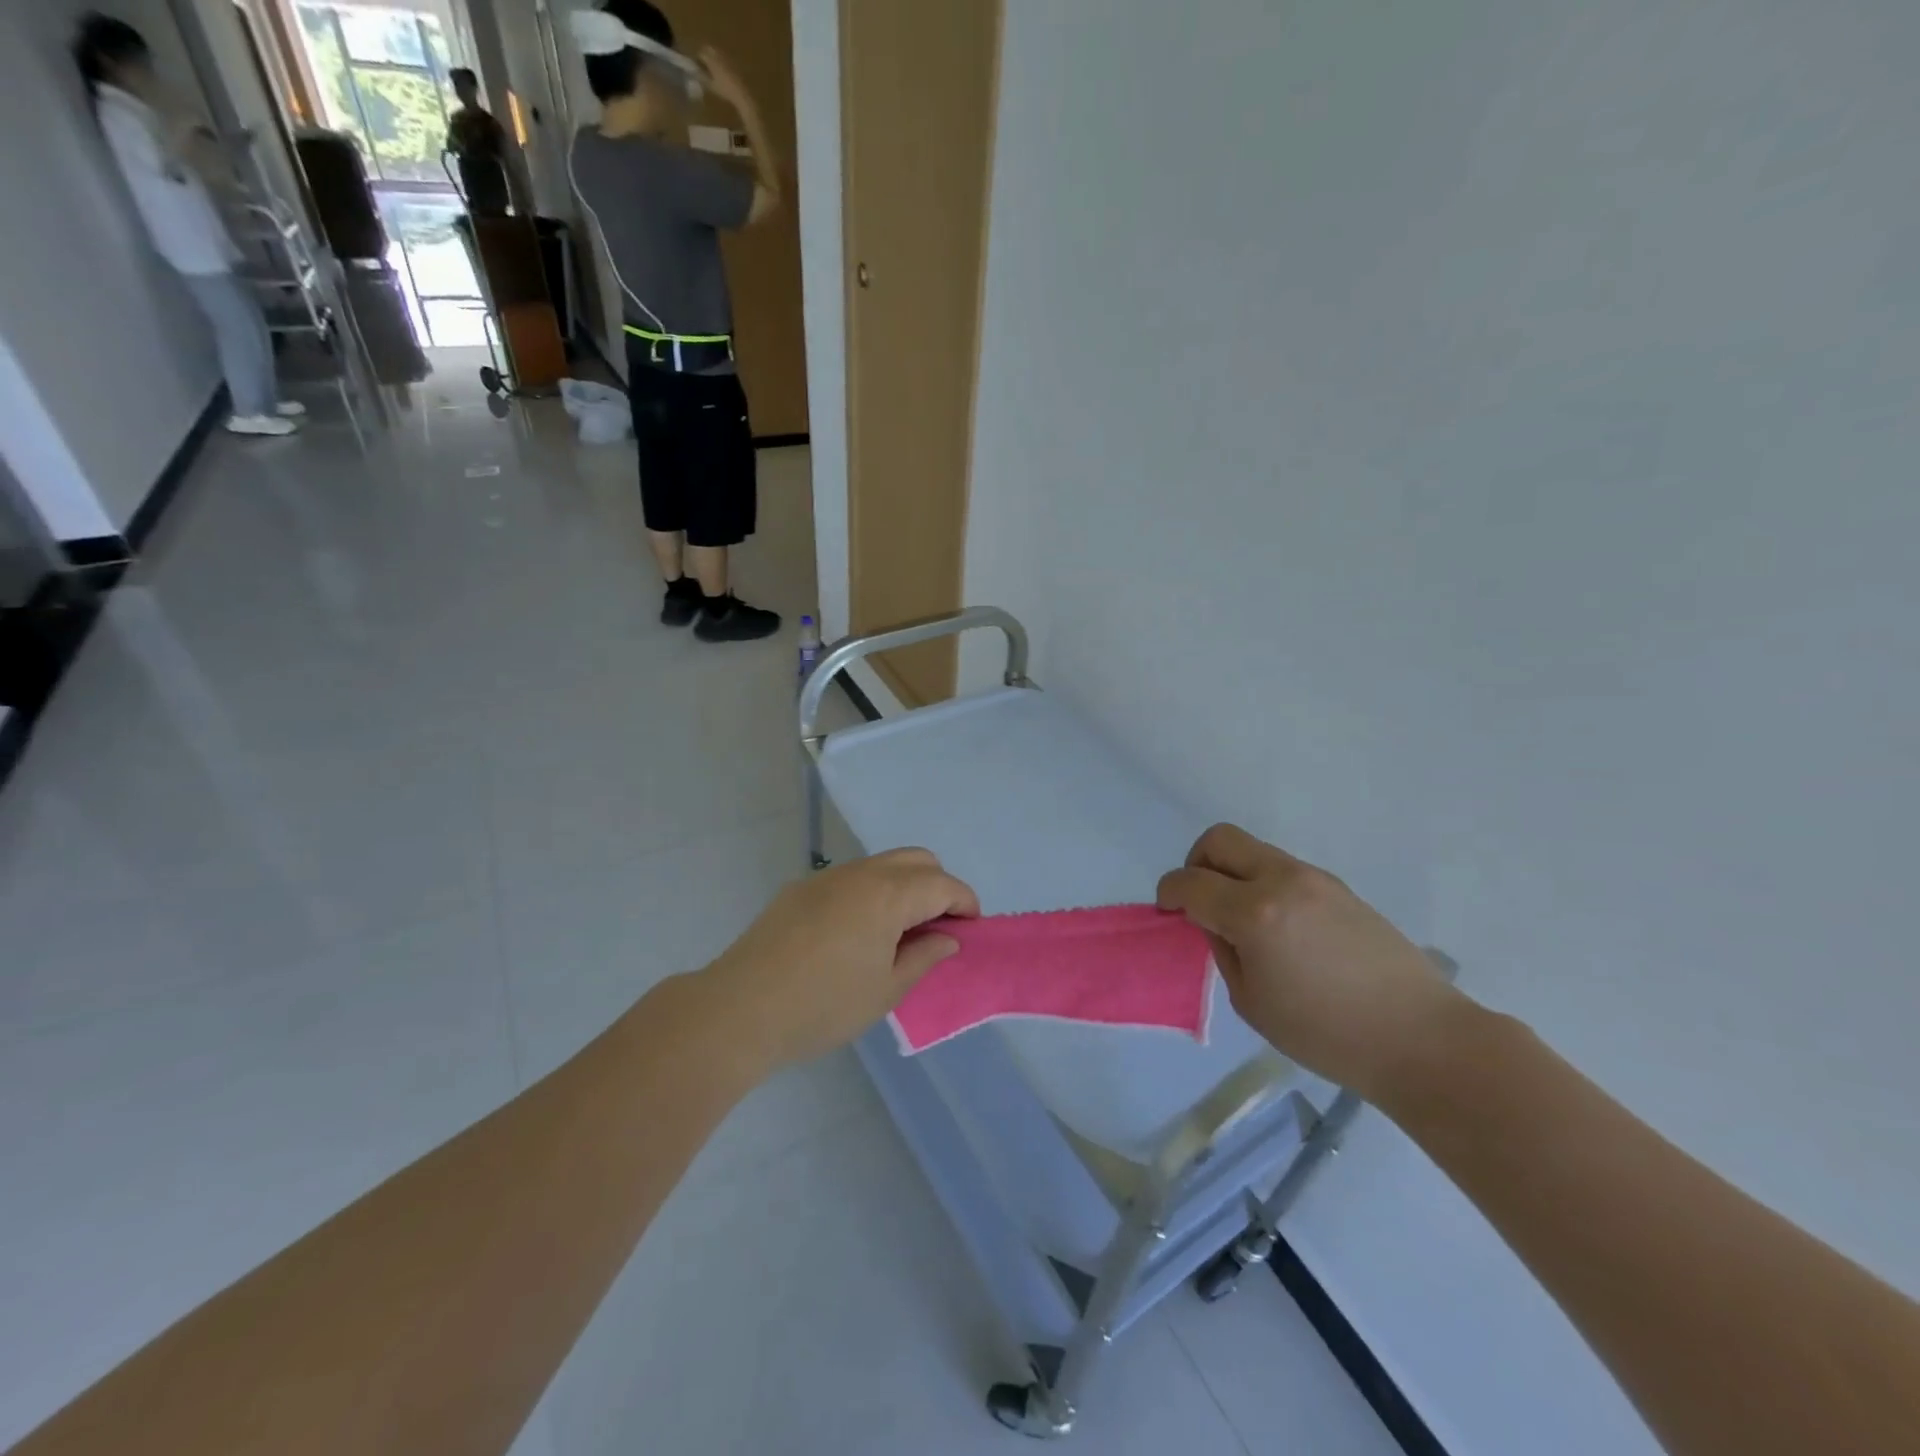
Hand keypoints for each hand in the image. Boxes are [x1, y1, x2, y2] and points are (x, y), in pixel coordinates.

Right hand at [696, 46, 752, 110]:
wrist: (741, 92)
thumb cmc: (725, 90)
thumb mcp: (711, 86)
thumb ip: (702, 78)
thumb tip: (695, 73)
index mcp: (711, 59)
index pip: (701, 53)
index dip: (698, 58)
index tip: (697, 64)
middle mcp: (718, 54)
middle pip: (708, 48)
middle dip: (705, 53)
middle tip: (704, 62)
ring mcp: (726, 56)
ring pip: (716, 50)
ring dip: (712, 54)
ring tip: (712, 65)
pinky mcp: (733, 61)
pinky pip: (724, 56)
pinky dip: (720, 59)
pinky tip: (721, 68)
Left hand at [702, 849, 978, 1067]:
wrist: (740, 1008)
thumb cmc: (824, 1005)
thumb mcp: (886, 990)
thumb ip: (924, 957)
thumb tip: (947, 938)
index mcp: (889, 894)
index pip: (943, 884)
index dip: (965, 903)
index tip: (970, 931)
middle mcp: (861, 873)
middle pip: (917, 859)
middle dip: (938, 886)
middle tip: (937, 928)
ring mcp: (827, 877)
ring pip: (882, 864)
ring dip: (904, 886)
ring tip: (899, 932)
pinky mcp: (800, 889)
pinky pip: (851, 878)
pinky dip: (872, 892)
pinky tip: (856, 933)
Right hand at [1157, 824, 1466, 1101]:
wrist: (1421, 1038)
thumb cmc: (1327, 1034)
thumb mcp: (1252, 1001)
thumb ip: (1223, 950)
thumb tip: (1214, 922)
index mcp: (1254, 913)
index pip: (1191, 882)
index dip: (1168, 893)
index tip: (1168, 912)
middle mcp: (1282, 880)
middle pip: (1220, 839)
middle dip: (1197, 863)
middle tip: (1200, 901)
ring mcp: (1314, 878)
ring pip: (1253, 850)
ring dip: (1232, 873)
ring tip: (1243, 921)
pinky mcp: (1338, 887)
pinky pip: (1282, 869)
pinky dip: (1263, 884)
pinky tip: (1280, 929)